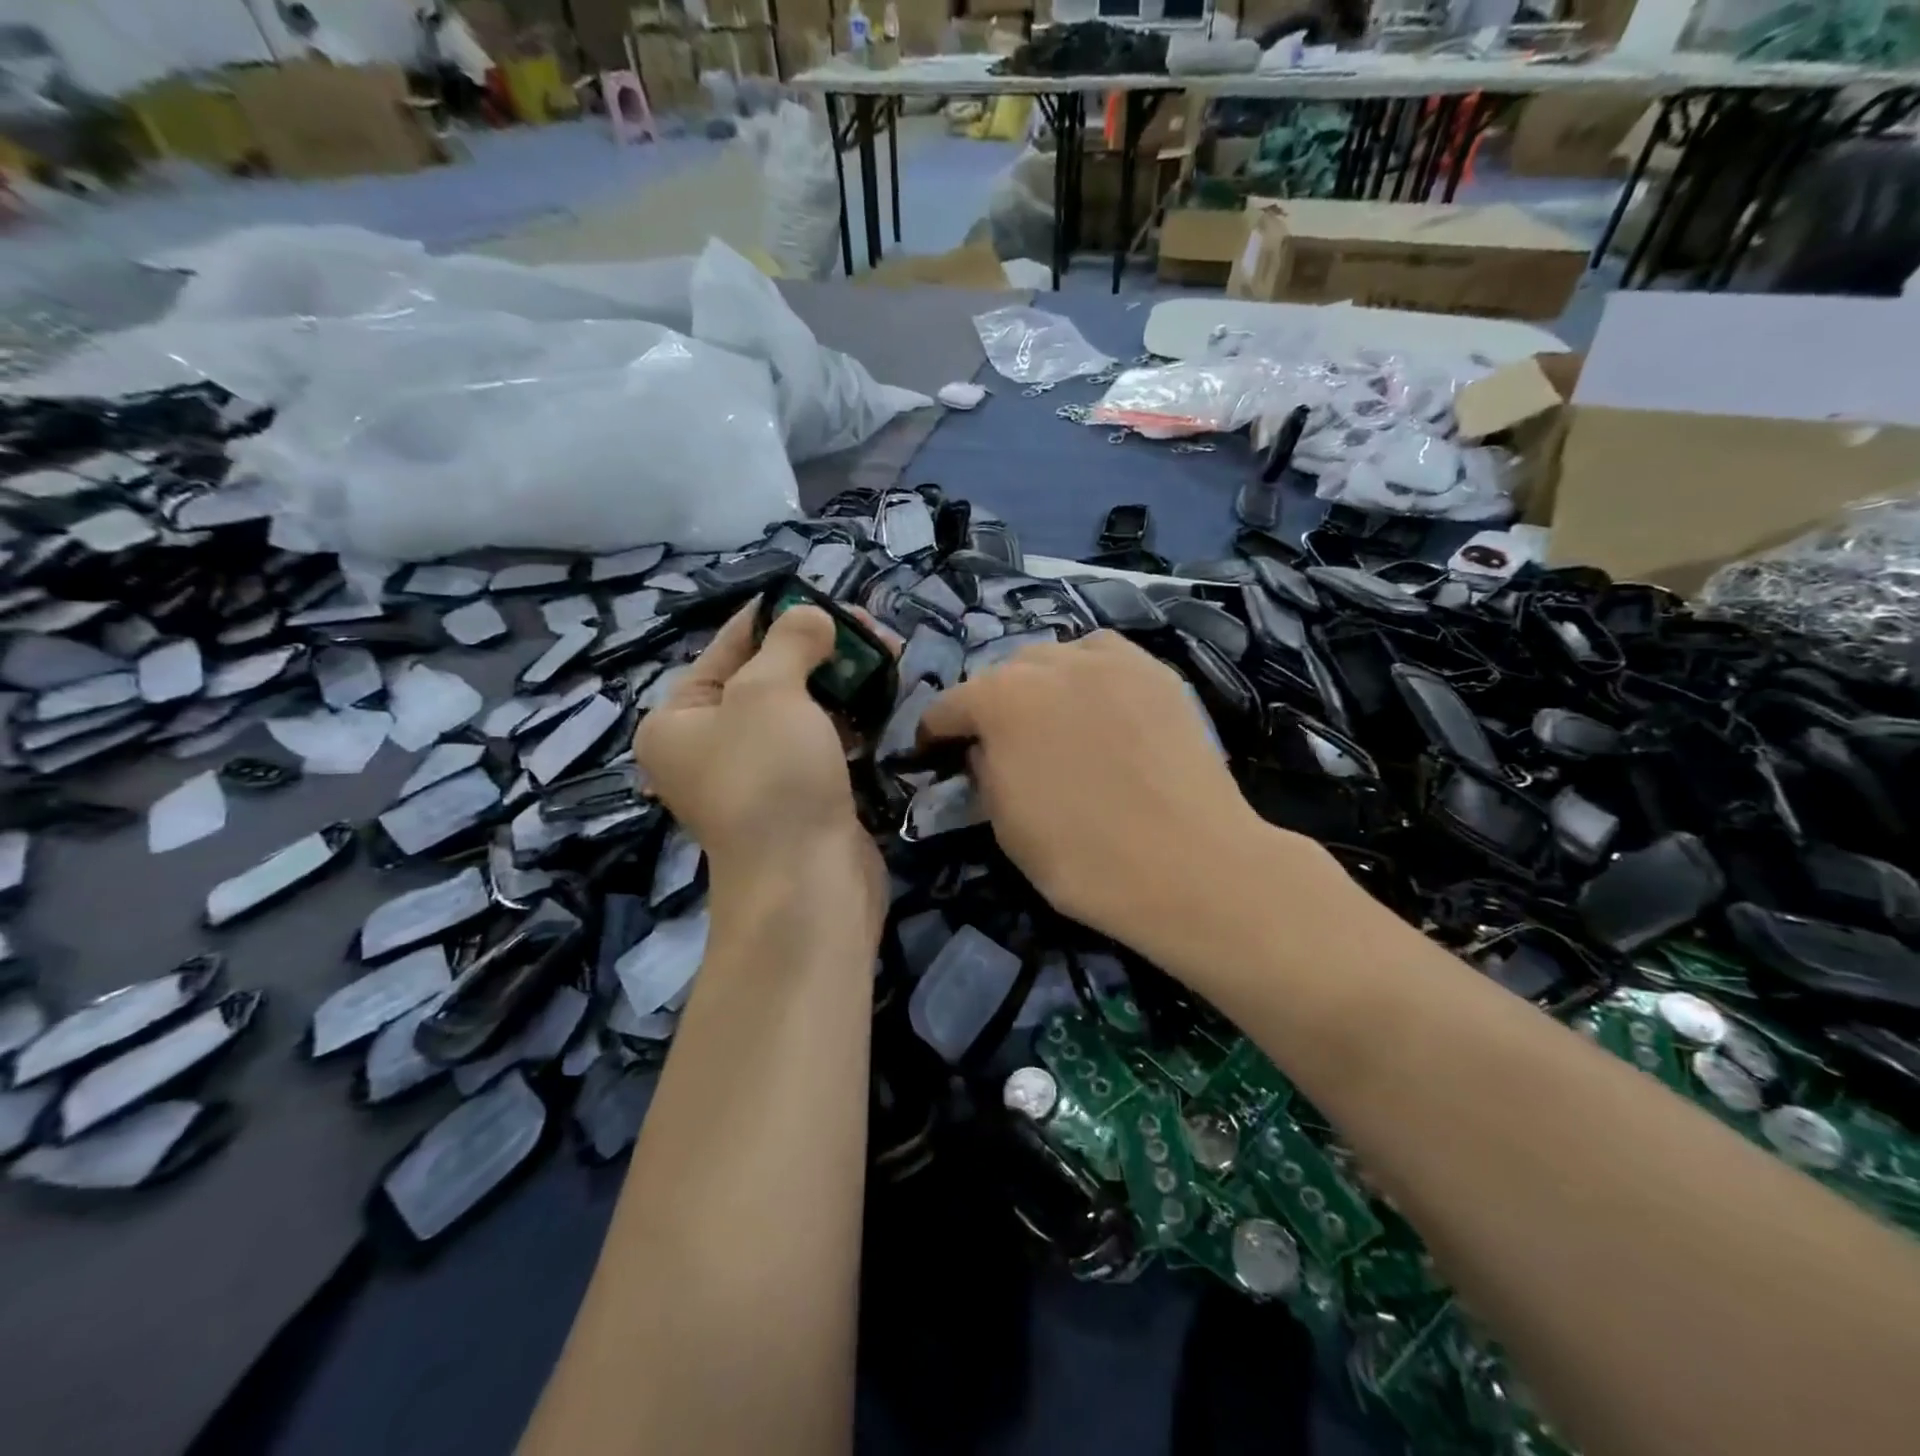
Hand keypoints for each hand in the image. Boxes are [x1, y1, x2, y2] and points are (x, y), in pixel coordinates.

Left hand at [636, 605, 882, 908]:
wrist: (808, 884)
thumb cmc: (771, 778)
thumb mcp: (769, 692)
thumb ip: (789, 641)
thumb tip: (811, 617)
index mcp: (678, 718)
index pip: (728, 645)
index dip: (776, 614)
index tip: (824, 595)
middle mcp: (710, 745)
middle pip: (768, 675)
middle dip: (820, 648)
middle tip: (870, 629)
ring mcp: (758, 773)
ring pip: (802, 708)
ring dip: (841, 680)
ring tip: (887, 655)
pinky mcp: (800, 793)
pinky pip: (822, 740)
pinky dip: (849, 718)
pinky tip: (881, 699)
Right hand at [918, 630, 1342, 966]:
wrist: (1190, 866)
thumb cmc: (1083, 858)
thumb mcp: (1005, 826)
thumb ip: (984, 772)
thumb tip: (985, 750)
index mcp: (1000, 700)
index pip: (949, 706)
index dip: (937, 734)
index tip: (937, 753)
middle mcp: (1048, 662)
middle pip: (1002, 674)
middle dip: (992, 705)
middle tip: (1002, 743)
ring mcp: (1108, 660)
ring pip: (1054, 658)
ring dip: (1040, 685)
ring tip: (1054, 720)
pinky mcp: (1155, 670)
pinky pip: (1104, 659)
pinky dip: (1089, 676)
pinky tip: (1101, 708)